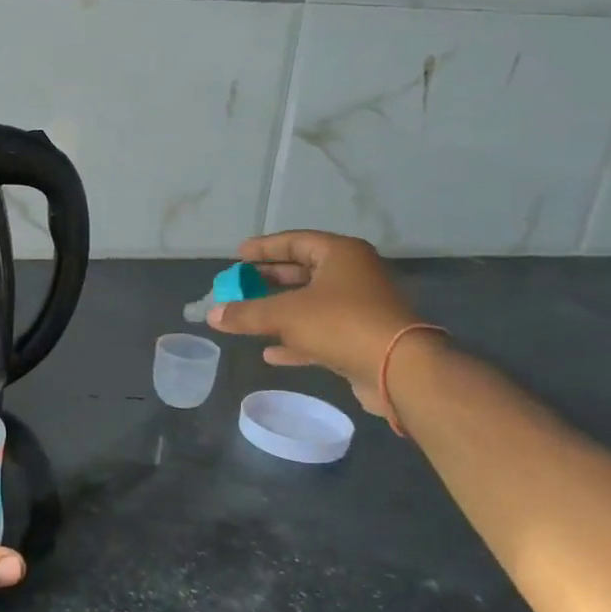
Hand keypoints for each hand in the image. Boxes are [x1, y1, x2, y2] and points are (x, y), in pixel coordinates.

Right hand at [206, 231, 423, 414]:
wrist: (398, 369)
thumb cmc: (340, 324)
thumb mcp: (285, 314)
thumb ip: (246, 313)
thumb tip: (212, 314)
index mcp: (340, 255)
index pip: (296, 241)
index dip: (264, 248)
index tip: (238, 255)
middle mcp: (352, 275)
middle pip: (302, 272)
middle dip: (268, 281)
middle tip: (239, 285)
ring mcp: (359, 307)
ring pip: (309, 304)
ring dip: (278, 312)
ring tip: (247, 317)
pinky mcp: (360, 338)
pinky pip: (319, 332)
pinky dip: (294, 340)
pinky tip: (270, 353)